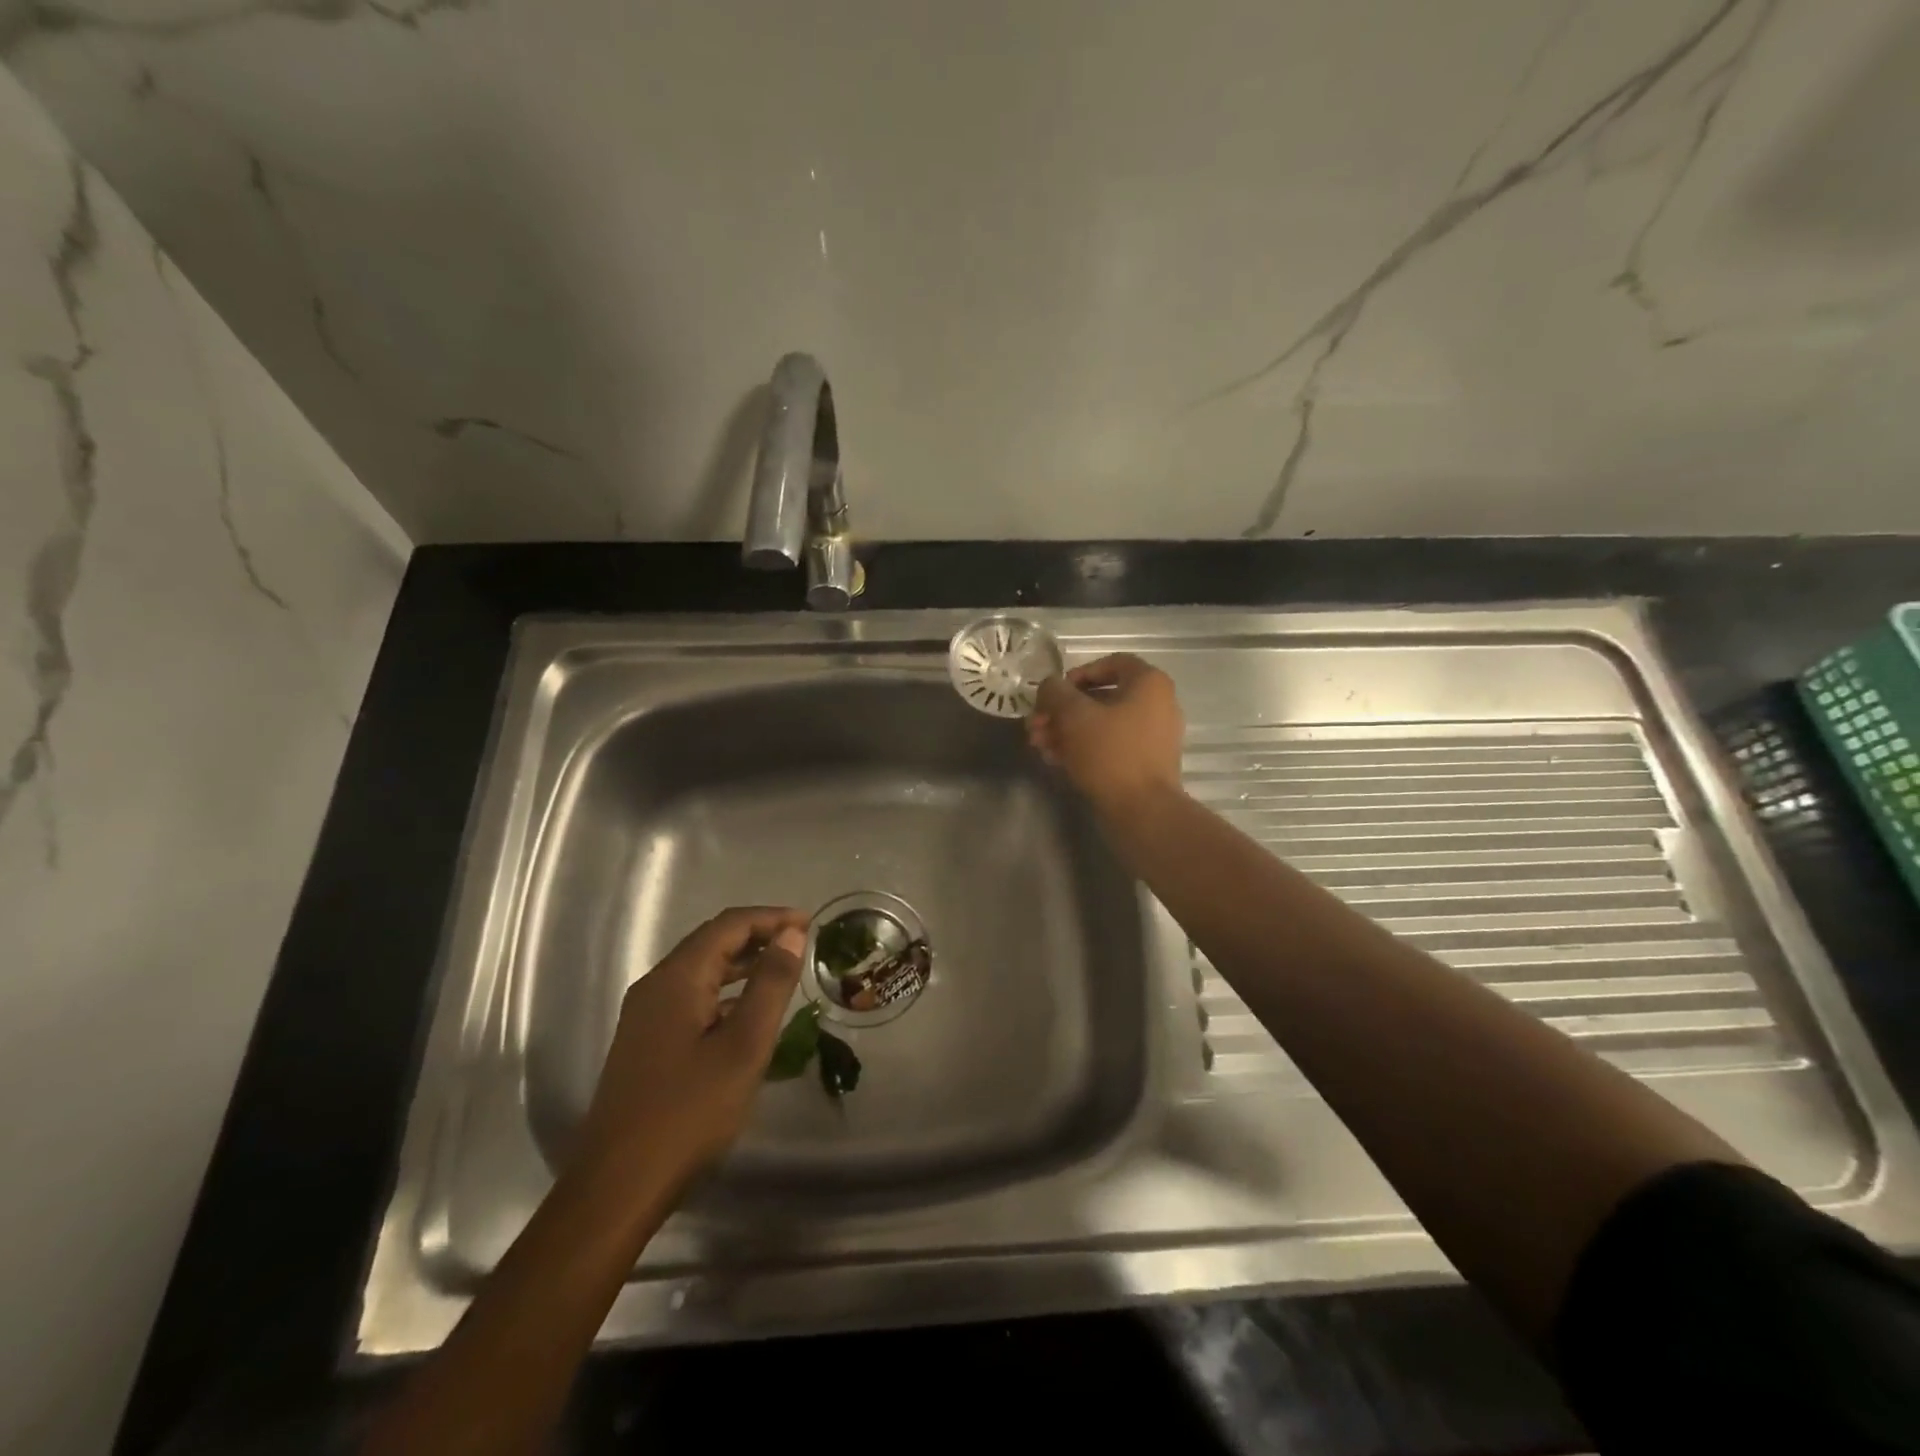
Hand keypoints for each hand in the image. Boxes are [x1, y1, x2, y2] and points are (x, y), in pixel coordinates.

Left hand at [576, 906, 806, 1193]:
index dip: (771, 917)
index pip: (728, 925)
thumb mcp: (744, 1046)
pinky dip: (724, 992)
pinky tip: (746, 1013)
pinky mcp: (645, 1042)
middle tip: (800, 943)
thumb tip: (791, 934)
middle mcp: (655, 986)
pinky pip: (691, 998)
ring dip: (742, 964)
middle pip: (711, 942)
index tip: (810, 924)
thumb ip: (770, 985)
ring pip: (700, 971)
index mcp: (676, 978)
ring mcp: (645, 1016)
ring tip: (782, 971)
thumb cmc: (688, 1112)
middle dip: (758, 936)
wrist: (618, 1187)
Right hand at [1028, 653, 1184, 817]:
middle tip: (1035, 724)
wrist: (1143, 811)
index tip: (1054, 693)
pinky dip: (1083, 747)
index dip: (1077, 674)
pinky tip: (1055, 759)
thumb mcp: (1074, 716)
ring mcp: (1152, 736)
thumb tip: (1049, 686)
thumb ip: (1056, 693)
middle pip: (1101, 697)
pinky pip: (1110, 745)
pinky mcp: (1144, 763)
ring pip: (1102, 723)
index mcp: (1149, 683)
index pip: (1111, 663)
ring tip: (1039, 745)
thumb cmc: (1110, 753)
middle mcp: (1157, 704)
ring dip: (1067, 730)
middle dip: (1062, 709)